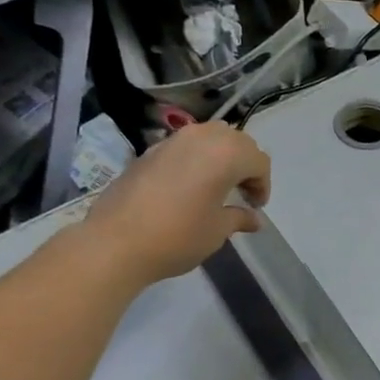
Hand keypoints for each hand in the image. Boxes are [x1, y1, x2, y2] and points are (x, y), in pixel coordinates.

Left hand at [83, 122, 270, 283]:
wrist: (116, 242)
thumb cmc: (179, 236)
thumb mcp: (218, 230)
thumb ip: (239, 217)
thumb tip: (254, 218)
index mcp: (226, 154)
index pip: (258, 160)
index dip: (263, 184)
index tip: (255, 207)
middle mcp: (201, 137)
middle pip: (236, 141)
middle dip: (245, 164)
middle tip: (242, 193)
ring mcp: (172, 140)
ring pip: (209, 137)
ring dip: (221, 156)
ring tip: (218, 185)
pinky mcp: (150, 150)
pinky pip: (185, 146)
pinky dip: (196, 159)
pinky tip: (190, 186)